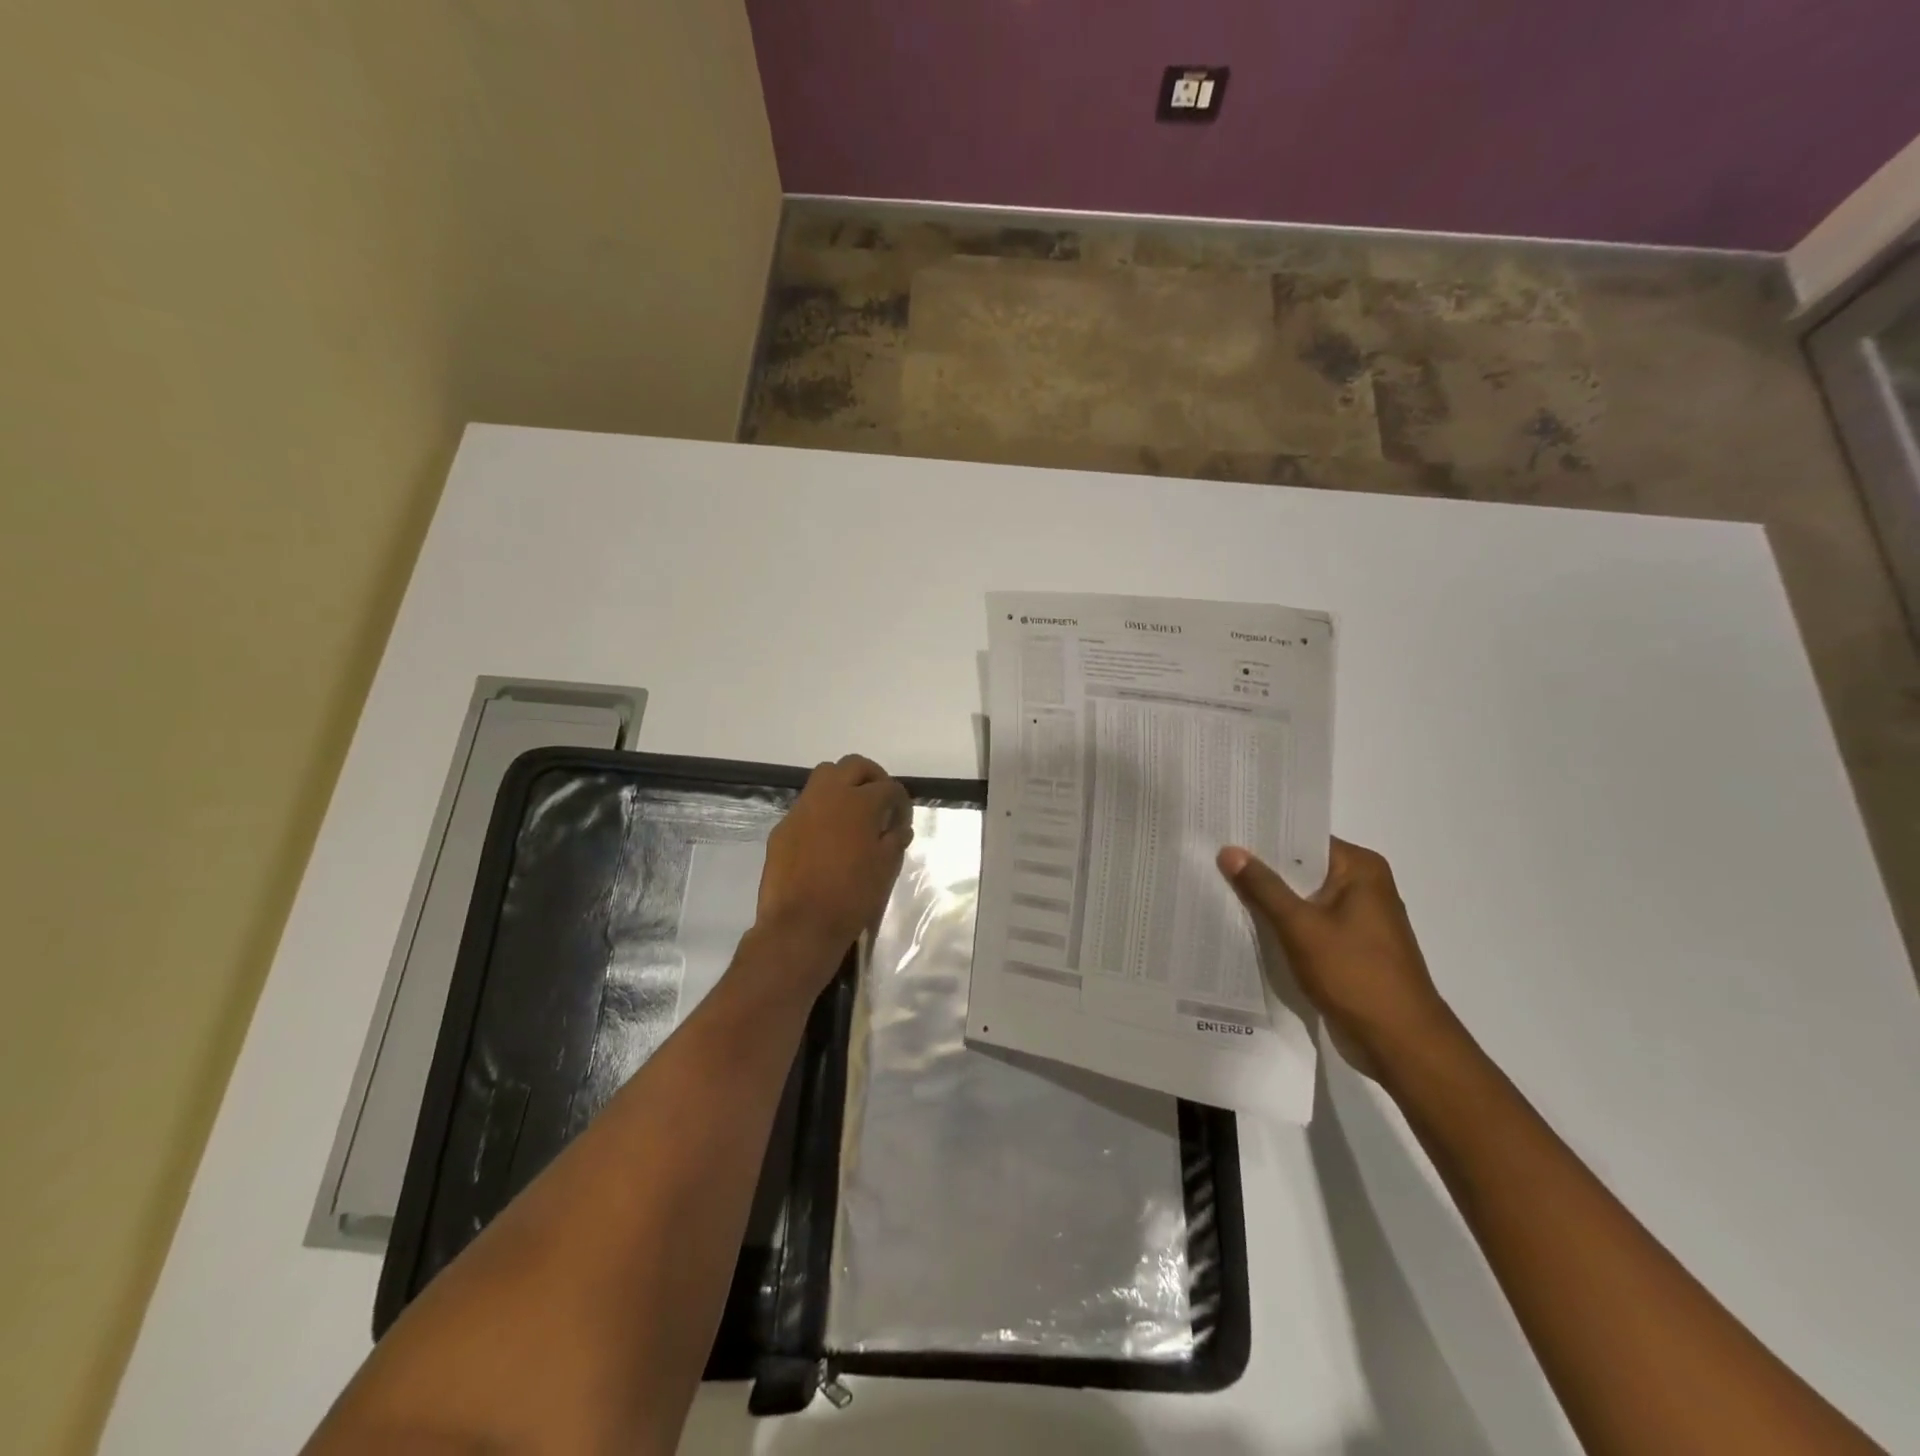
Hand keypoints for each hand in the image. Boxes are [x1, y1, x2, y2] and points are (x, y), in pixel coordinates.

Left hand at [754, 754, 912, 980]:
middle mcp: (829, 795)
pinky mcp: (782, 827)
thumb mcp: (886, 869)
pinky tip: (828, 837)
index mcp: (860, 803)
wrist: (800, 925)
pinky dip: (822, 811)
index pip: (889, 788)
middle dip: (872, 778)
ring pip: (825, 777)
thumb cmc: (852, 897)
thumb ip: (895, 840)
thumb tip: (898, 827)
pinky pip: (806, 806)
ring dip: (844, 786)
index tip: (903, 821)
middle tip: (881, 802)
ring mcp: (802, 809)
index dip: (901, 802)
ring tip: (853, 813)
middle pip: (854, 766)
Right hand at [1217, 838, 1454, 1074]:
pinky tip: (1249, 925)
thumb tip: (1229, 850)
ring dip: (1271, 900)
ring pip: (1304, 898)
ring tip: (1220, 888)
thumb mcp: (1300, 926)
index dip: (1263, 837)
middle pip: (1302, 868)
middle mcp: (1364, 886)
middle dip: (1262, 869)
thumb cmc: (1354, 974)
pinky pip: (1310, 923)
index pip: (1303, 839)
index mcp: (1360, 869)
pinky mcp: (1352, 946)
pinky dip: (1284, 924)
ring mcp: (1360, 918)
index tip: (1224, 832)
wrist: (1400, 1042)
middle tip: (1212, 859)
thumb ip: (1263, 887)